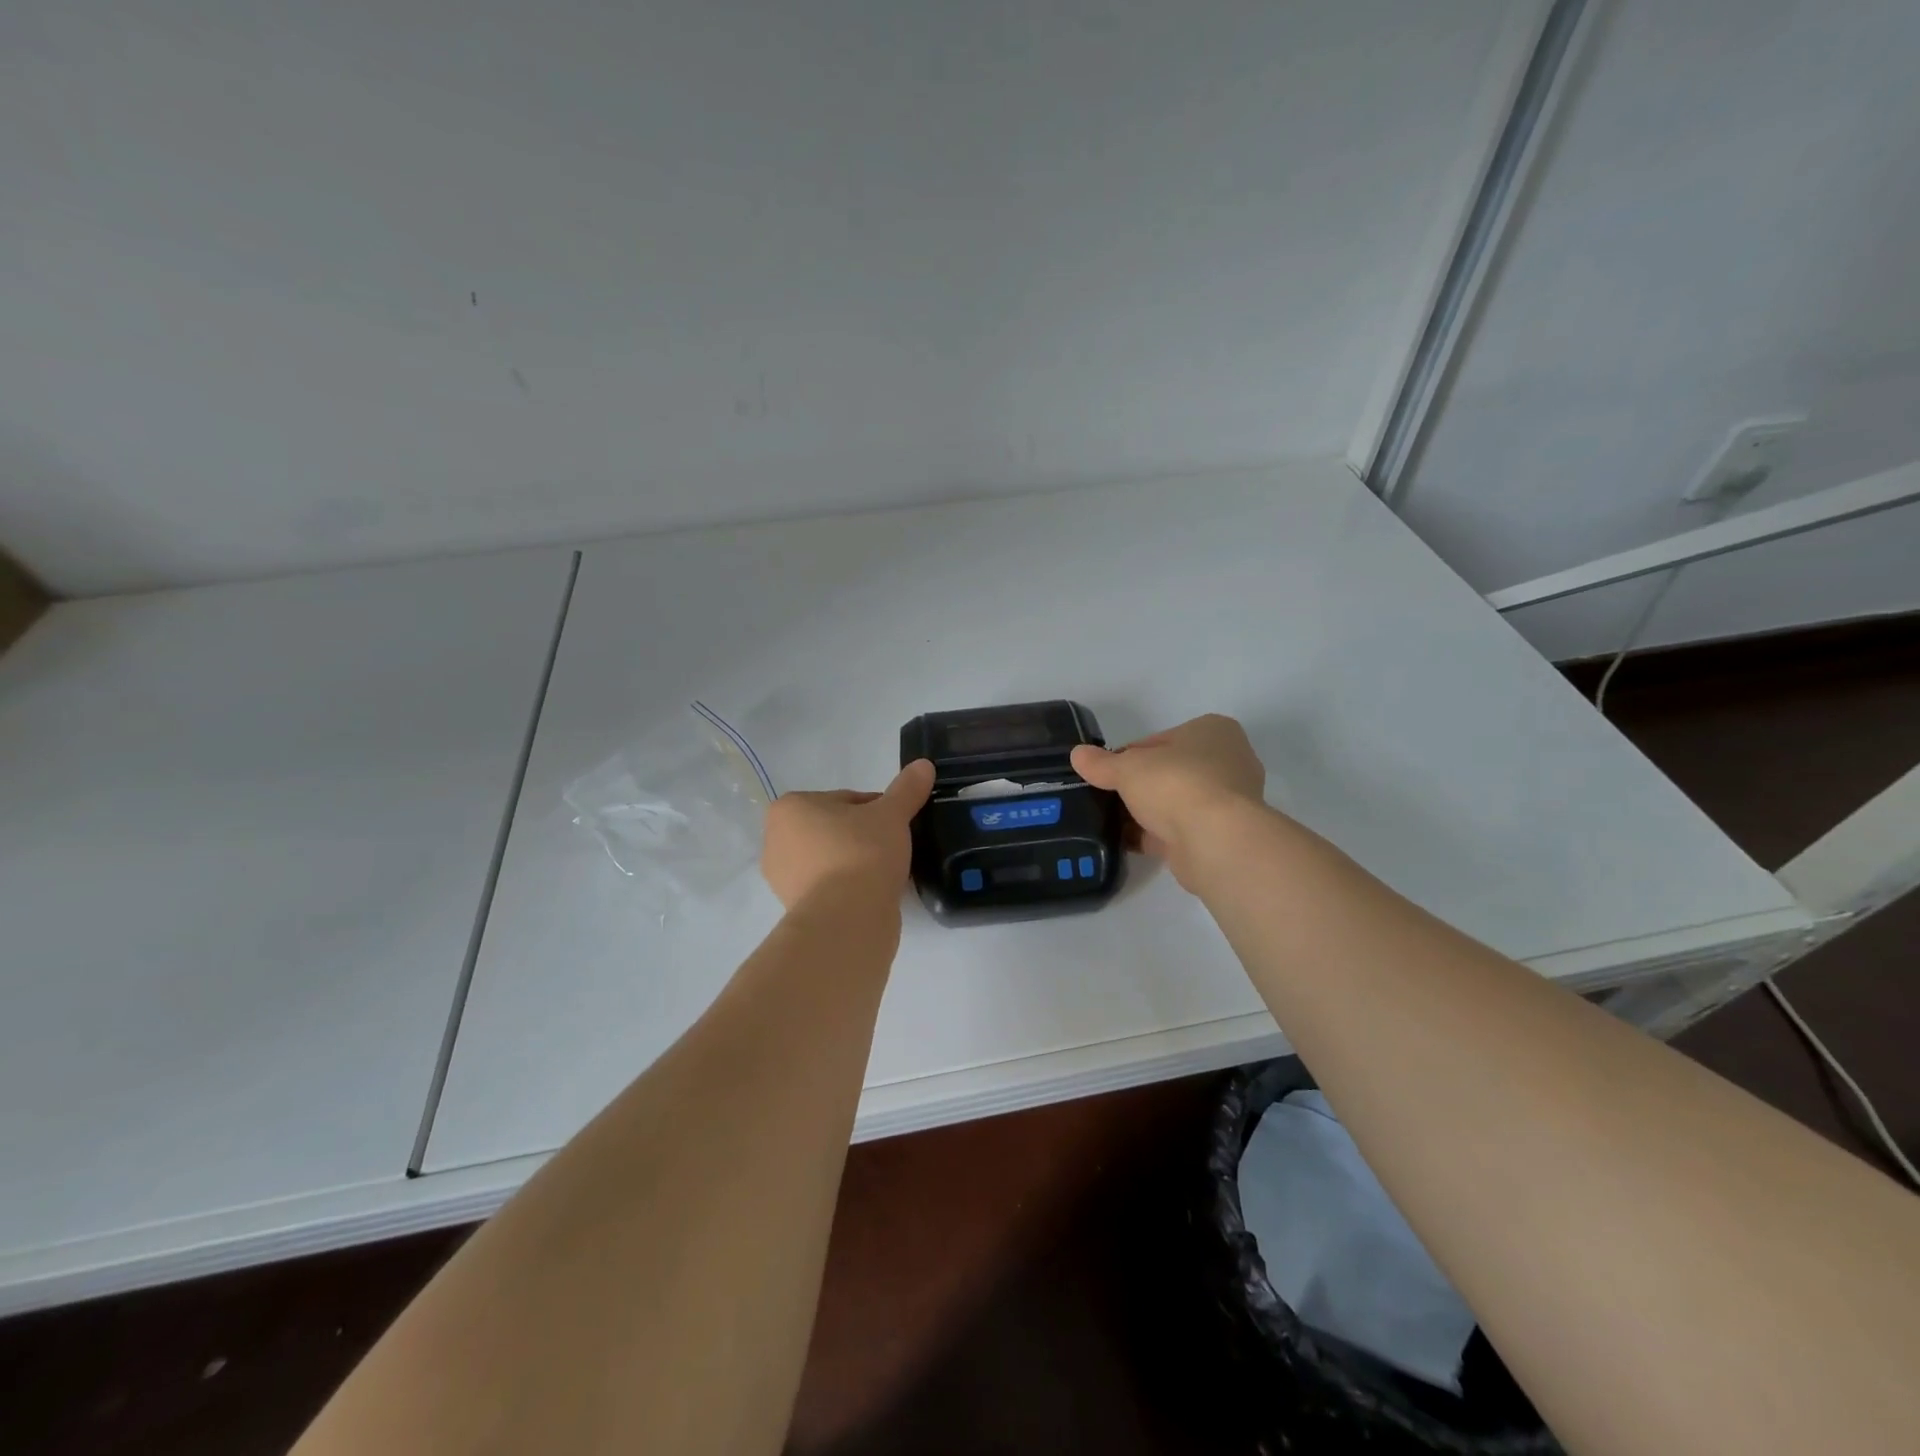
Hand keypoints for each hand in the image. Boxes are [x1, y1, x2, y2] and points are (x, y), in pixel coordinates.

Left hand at [760, 760, 934, 909]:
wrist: (847, 919)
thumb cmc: (862, 853)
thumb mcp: (892, 814)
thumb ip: (906, 789)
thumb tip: (924, 764)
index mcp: (790, 808)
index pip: (845, 799)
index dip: (878, 809)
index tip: (897, 825)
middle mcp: (776, 839)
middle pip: (835, 828)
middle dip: (863, 835)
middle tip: (893, 848)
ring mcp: (782, 878)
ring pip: (832, 858)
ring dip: (856, 861)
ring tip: (885, 872)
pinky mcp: (795, 907)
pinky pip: (830, 886)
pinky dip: (850, 886)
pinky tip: (873, 892)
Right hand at [1070, 715, 1266, 887]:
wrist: (1214, 841)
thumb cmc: (1176, 784)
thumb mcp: (1127, 767)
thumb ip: (1102, 763)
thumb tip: (1077, 755)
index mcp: (1213, 731)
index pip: (1160, 740)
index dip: (1128, 755)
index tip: (1107, 772)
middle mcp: (1228, 761)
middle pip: (1169, 771)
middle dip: (1139, 786)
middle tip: (1107, 797)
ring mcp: (1227, 802)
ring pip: (1175, 803)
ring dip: (1147, 812)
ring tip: (1111, 822)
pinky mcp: (1221, 835)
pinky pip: (1179, 830)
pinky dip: (1154, 835)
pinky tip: (1125, 842)